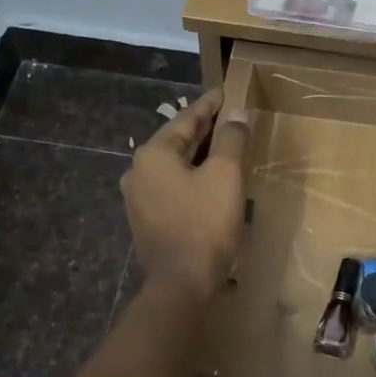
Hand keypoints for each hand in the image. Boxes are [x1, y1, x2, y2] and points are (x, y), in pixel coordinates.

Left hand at [121, 89, 250, 301]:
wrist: (181, 285)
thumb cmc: (204, 223)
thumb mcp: (225, 175)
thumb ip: (230, 139)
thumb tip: (236, 115)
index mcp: (154, 153)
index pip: (187, 118)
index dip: (210, 104)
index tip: (227, 92)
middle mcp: (139, 170)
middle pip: (178, 140)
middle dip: (206, 128)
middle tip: (231, 115)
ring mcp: (139, 196)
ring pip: (175, 164)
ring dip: (200, 153)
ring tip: (226, 144)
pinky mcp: (147, 218)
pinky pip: (173, 184)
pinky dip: (192, 175)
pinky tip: (211, 178)